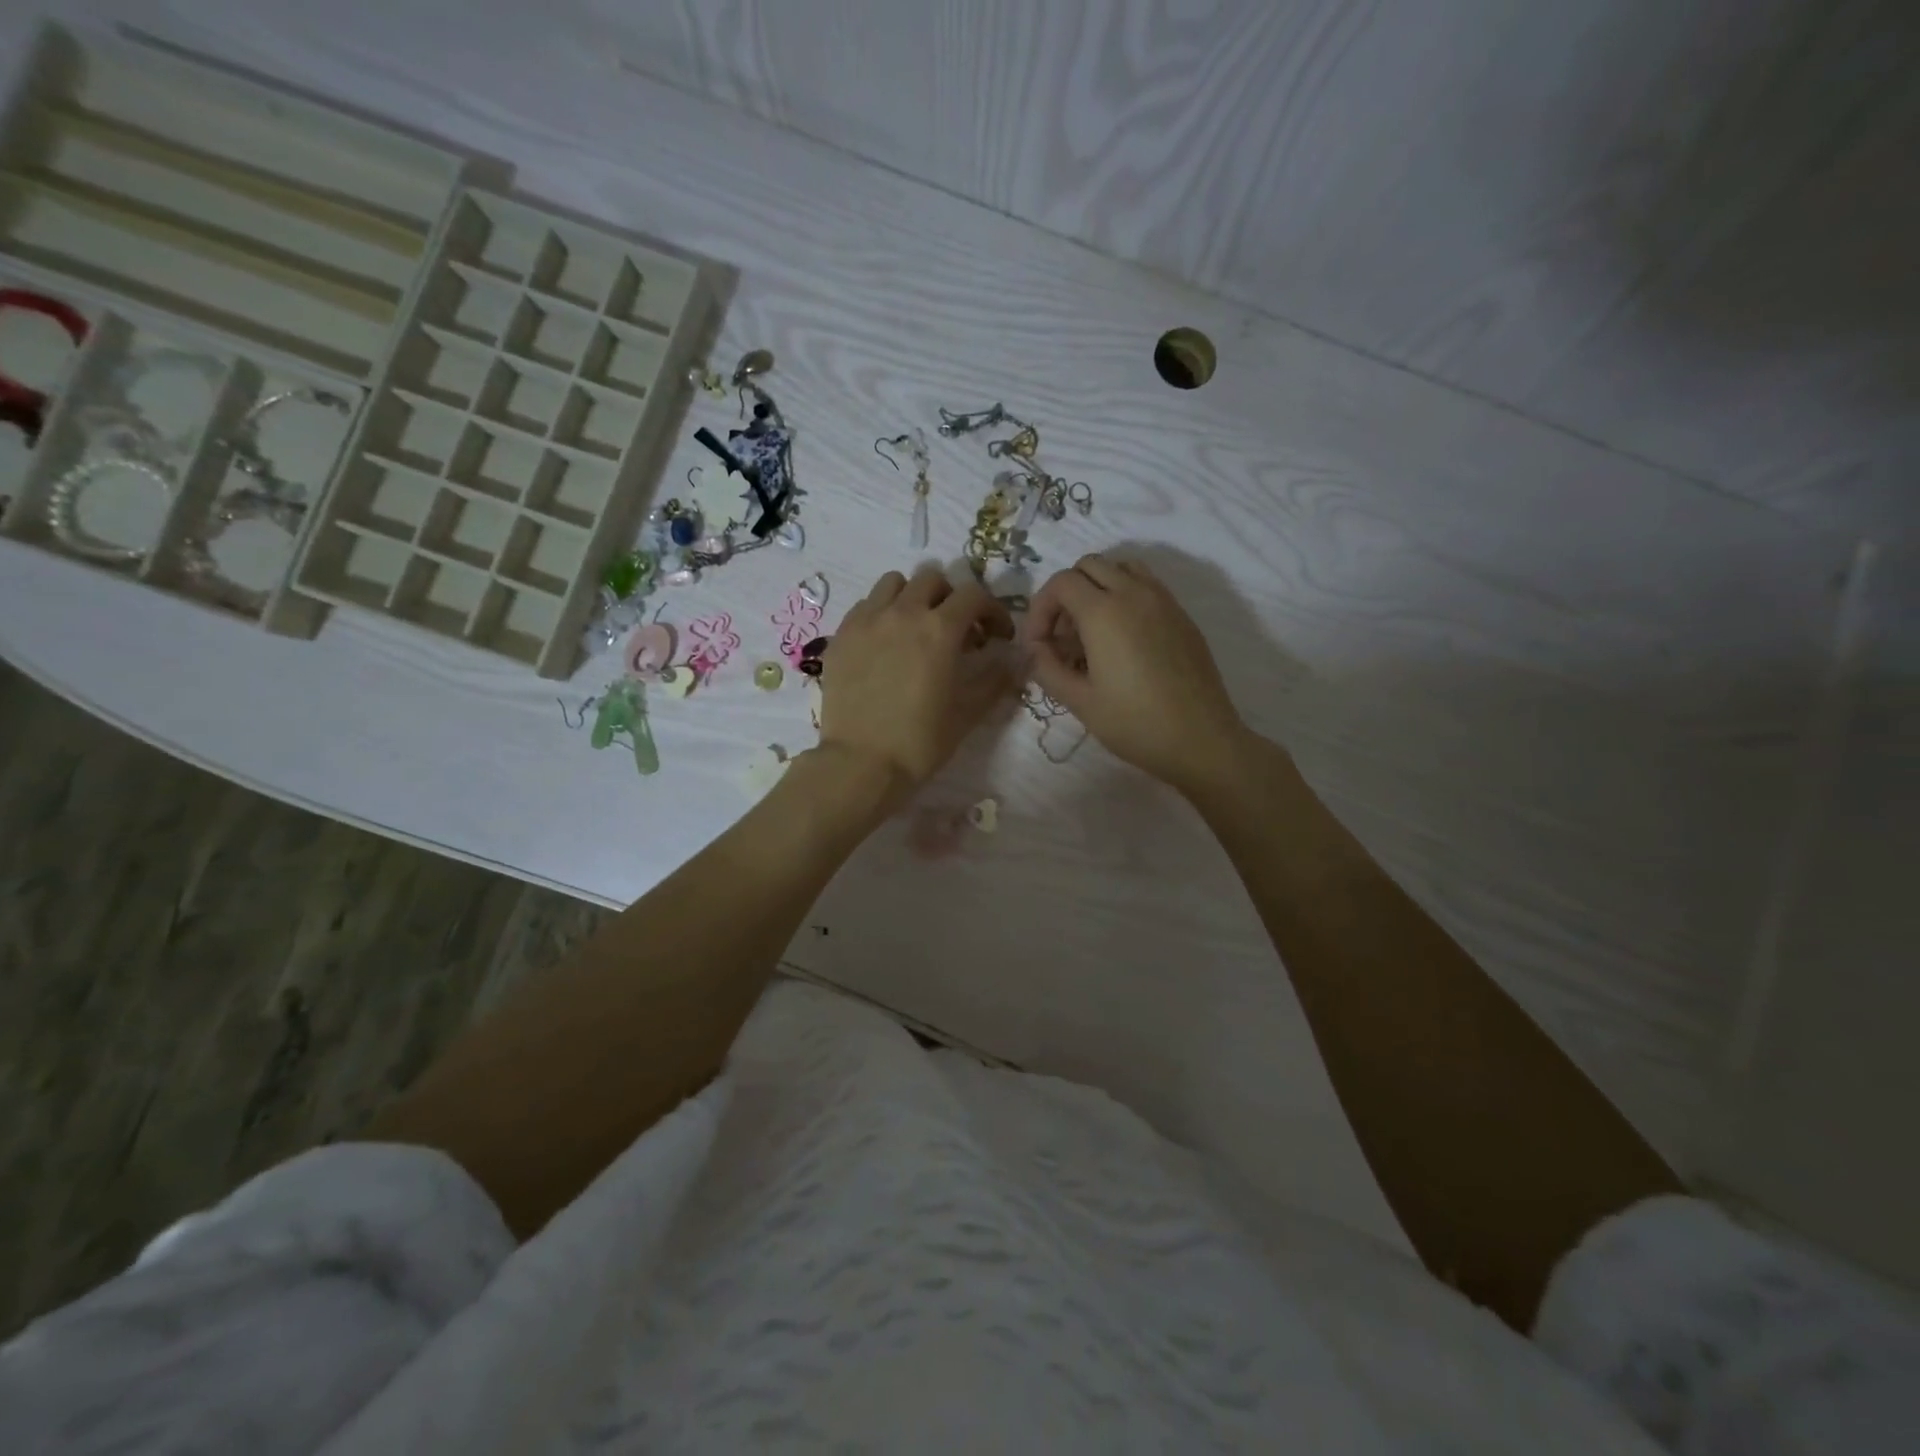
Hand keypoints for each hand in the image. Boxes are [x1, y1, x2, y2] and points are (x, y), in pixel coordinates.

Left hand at [817, 565, 1015, 800]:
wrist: (861, 763)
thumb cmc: (920, 741)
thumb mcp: (968, 712)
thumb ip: (996, 678)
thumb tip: (1016, 659)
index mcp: (939, 629)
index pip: (974, 595)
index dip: (992, 611)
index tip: (996, 636)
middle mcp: (902, 613)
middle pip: (932, 579)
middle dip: (951, 598)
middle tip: (955, 630)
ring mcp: (866, 621)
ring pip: (893, 583)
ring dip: (912, 597)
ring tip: (915, 627)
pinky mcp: (841, 635)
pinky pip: (865, 606)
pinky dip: (882, 613)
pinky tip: (885, 644)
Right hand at [1023, 554, 1247, 793]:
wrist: (1201, 740)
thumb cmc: (1134, 723)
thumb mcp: (1079, 701)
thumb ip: (1047, 668)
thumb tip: (1035, 650)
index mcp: (1104, 612)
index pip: (1061, 583)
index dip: (1040, 609)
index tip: (1038, 645)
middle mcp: (1134, 593)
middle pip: (1089, 566)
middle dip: (1066, 594)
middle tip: (1063, 637)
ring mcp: (1164, 601)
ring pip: (1121, 568)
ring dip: (1098, 588)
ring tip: (1092, 631)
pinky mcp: (1182, 616)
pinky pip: (1147, 586)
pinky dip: (1125, 597)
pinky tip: (1123, 641)